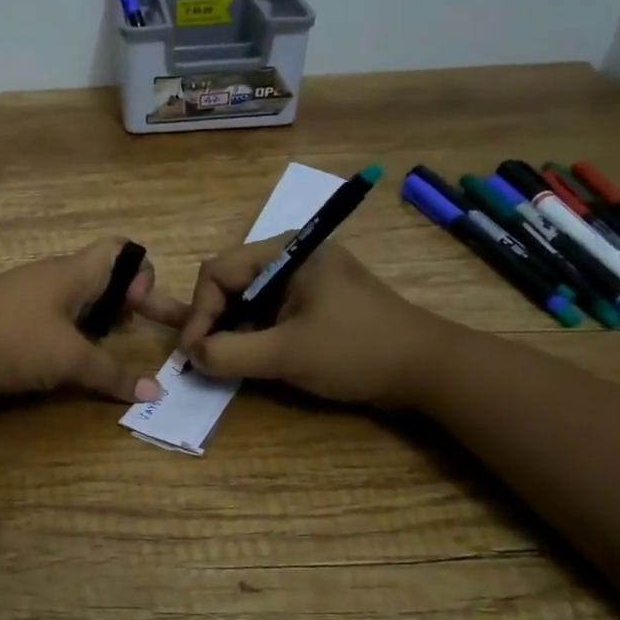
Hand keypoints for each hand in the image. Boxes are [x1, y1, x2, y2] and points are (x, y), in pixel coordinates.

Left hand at [0, 239, 185, 403]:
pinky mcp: (5, 323)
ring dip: (96, 323)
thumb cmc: (11, 338)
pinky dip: (67, 337)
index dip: (141, 274)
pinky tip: (65, 363)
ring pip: (73, 302)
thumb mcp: (68, 357)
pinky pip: (49, 322)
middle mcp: (50, 278)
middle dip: (125, 304)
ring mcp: (24, 299)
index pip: (120, 250)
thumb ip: (112, 373)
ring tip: (106, 350)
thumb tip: (155, 394)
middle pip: (100, 278)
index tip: (141, 310)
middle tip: (136, 333)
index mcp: (71, 272)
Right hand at [174, 238, 454, 407]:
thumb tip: (192, 356)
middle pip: (229, 282)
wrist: (428, 369)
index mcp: (285, 251)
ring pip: (246, 300)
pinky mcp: (315, 301)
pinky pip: (268, 312)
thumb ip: (230, 354)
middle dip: (212, 320)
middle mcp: (291, 256)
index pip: (217, 272)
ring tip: (223, 361)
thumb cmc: (356, 350)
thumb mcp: (287, 354)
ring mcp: (304, 279)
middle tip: (203, 358)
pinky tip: (251, 359)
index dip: (198, 313)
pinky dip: (253, 334)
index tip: (192, 354)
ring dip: (231, 330)